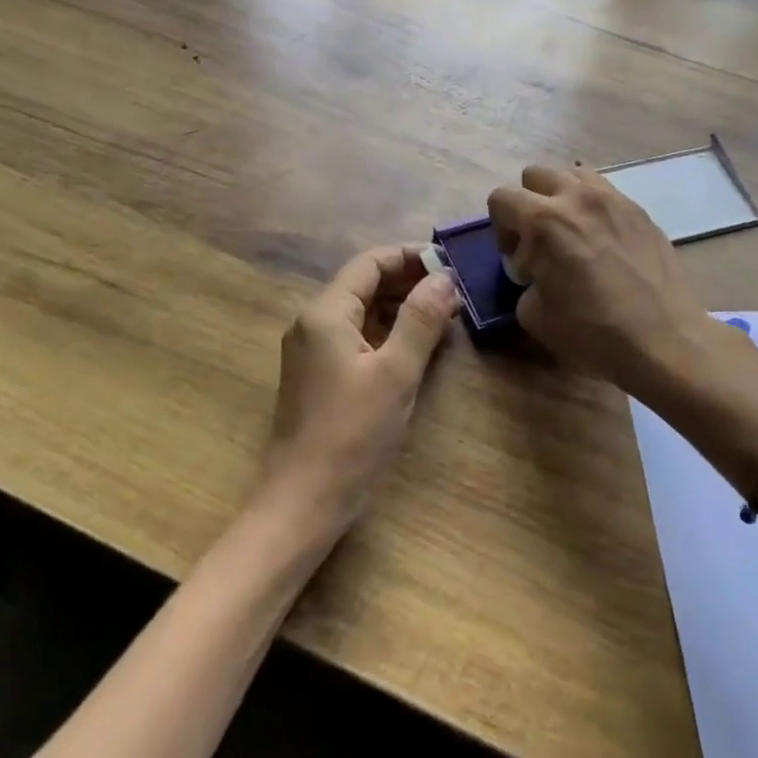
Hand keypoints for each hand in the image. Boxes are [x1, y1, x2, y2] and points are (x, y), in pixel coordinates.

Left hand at [256, 245, 459, 546]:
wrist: (303, 501)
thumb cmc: (352, 436)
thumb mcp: (396, 374)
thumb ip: (420, 320)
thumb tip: (444, 277)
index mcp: (325, 313)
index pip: (369, 263)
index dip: (409, 256)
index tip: (449, 263)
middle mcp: (312, 322)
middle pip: (363, 284)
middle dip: (408, 281)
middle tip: (454, 292)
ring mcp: (311, 349)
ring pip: (361, 311)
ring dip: (400, 307)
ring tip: (444, 315)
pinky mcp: (317, 374)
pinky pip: (355, 336)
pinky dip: (387, 332)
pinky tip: (416, 345)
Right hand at [488, 165, 710, 393]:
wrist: (664, 340)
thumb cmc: (593, 331)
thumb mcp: (534, 315)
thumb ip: (525, 281)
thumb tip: (535, 273)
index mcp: (545, 221)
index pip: (501, 198)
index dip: (500, 228)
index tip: (517, 258)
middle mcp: (577, 198)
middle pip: (536, 175)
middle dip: (528, 203)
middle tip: (540, 240)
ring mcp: (614, 199)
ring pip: (574, 174)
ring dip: (563, 196)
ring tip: (572, 231)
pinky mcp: (640, 211)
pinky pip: (606, 191)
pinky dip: (593, 207)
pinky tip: (602, 241)